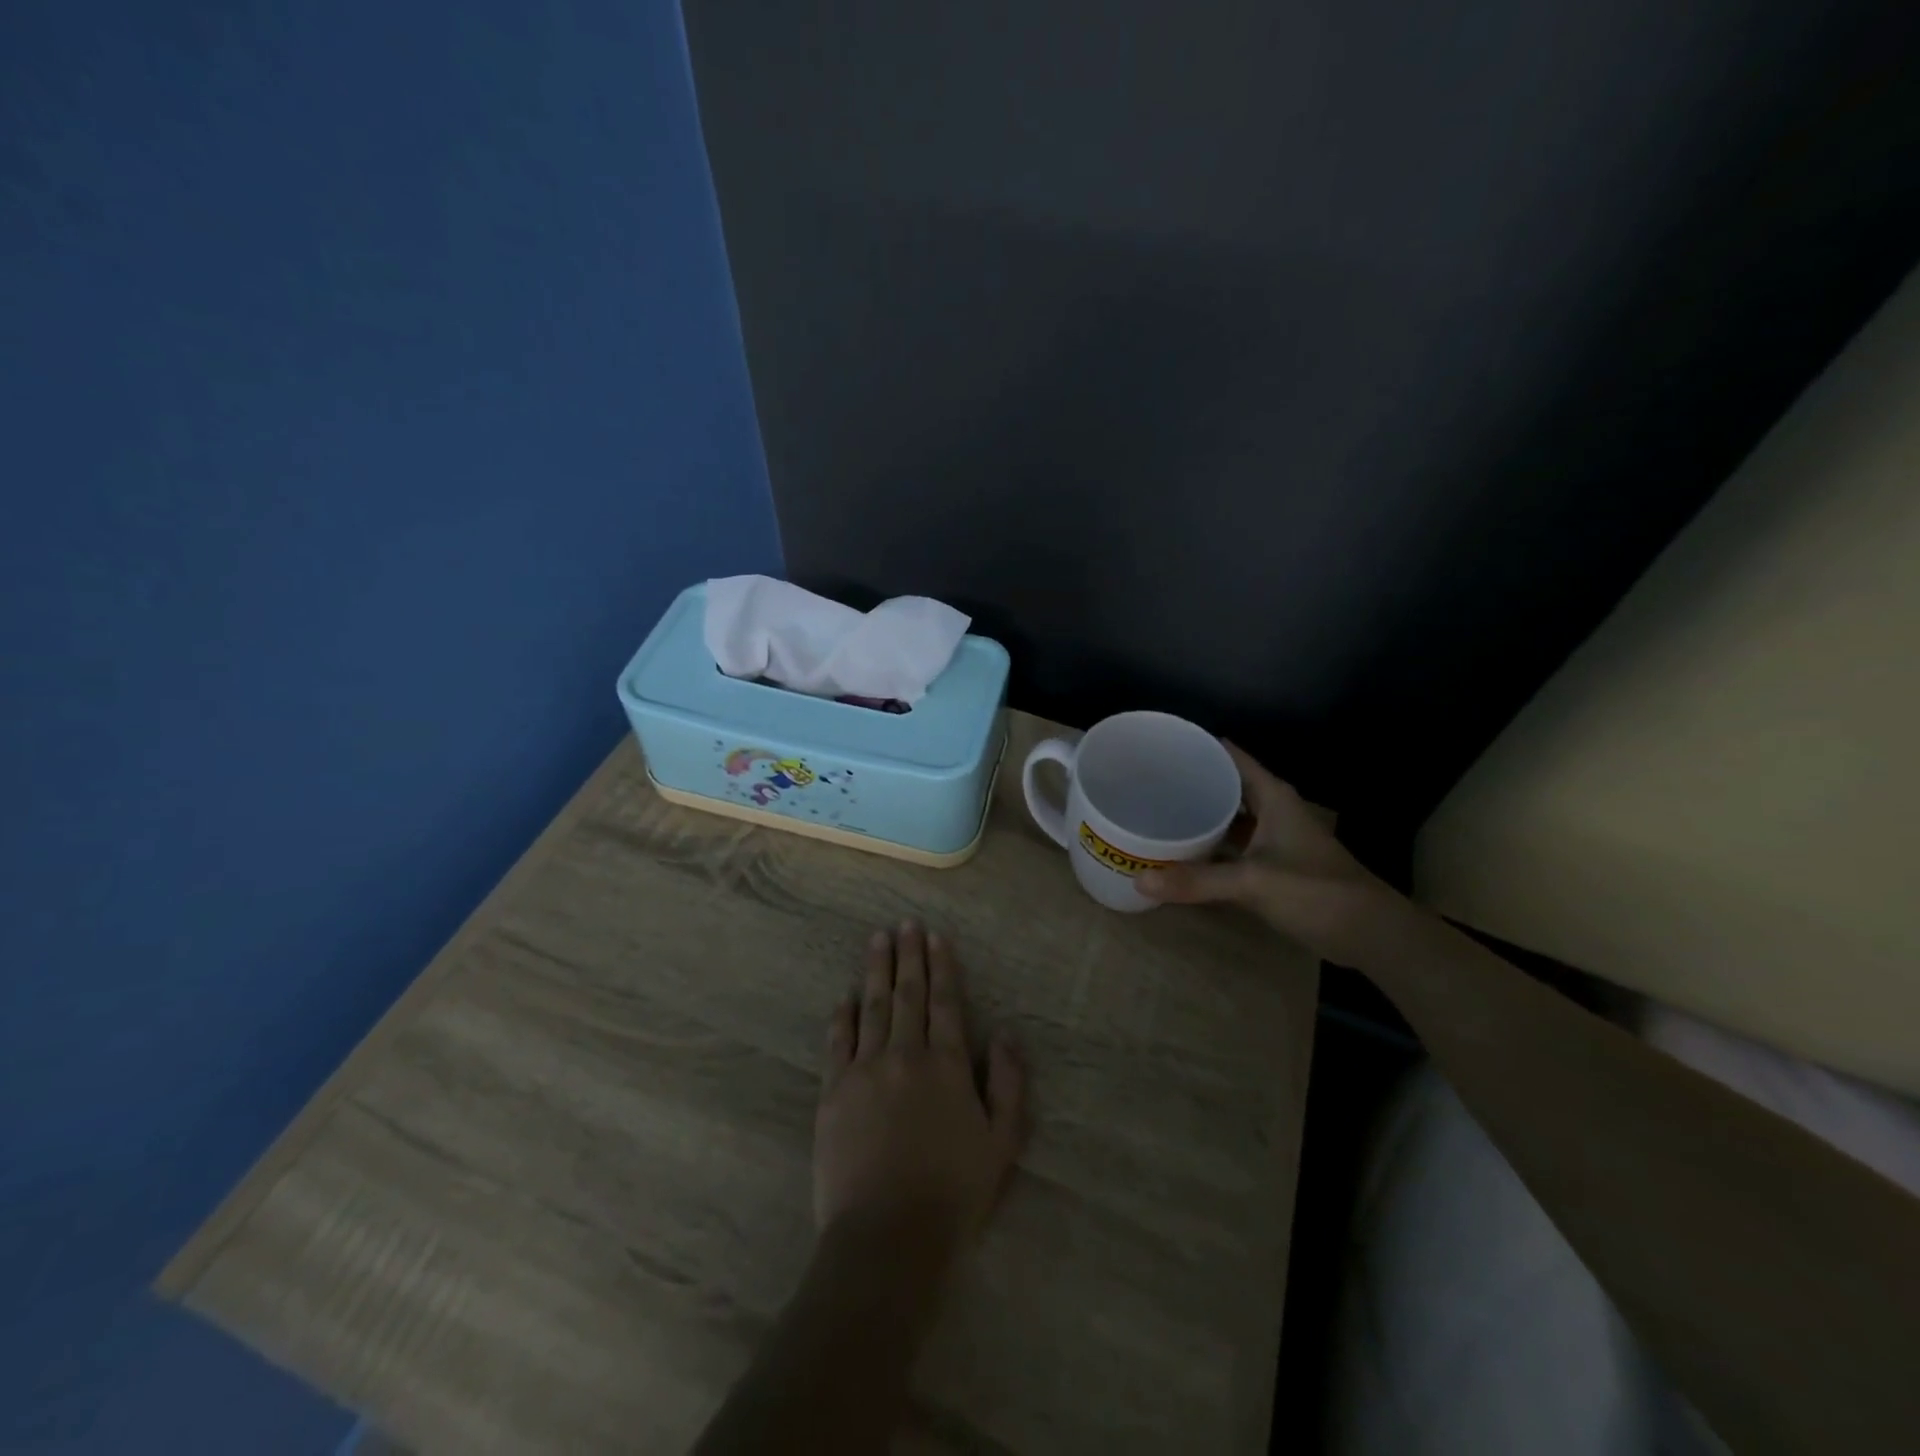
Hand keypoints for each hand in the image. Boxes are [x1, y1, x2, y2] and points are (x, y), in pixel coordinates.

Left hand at [814, 923, 1027, 1259]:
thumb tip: (1006, 1035)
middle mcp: (904, 1055)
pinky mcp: (833, 1093)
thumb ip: (1009, 1084)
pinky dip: (842, 1016)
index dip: (941, 966)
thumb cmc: (953, 1193)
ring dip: (876, 971)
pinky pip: (838, 1042)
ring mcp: (864, 1071)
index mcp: (946, 1065)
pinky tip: (845, 997)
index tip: (935, 936)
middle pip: (907, 994)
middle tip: (904, 923)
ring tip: (877, 940)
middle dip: (907, 956)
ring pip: (872, 1007)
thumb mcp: (1002, 1144)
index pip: (944, 1002)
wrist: (887, 1237)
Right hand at [1138, 742, 1396, 962]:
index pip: (1231, 756)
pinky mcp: (1272, 866)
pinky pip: (1232, 846)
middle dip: (1191, 781)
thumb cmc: (1316, 891)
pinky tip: (1182, 851)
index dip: (1198, 747)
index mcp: (1273, 796)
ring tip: (1155, 810)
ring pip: (1229, 817)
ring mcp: (1273, 839)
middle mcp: (1273, 810)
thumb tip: (1139, 881)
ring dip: (1199, 815)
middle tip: (1145, 780)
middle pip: (1226, 785)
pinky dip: (1209, 846)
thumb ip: (1197, 881)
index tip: (1160, 745)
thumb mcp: (1253, 882)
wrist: (1369, 933)